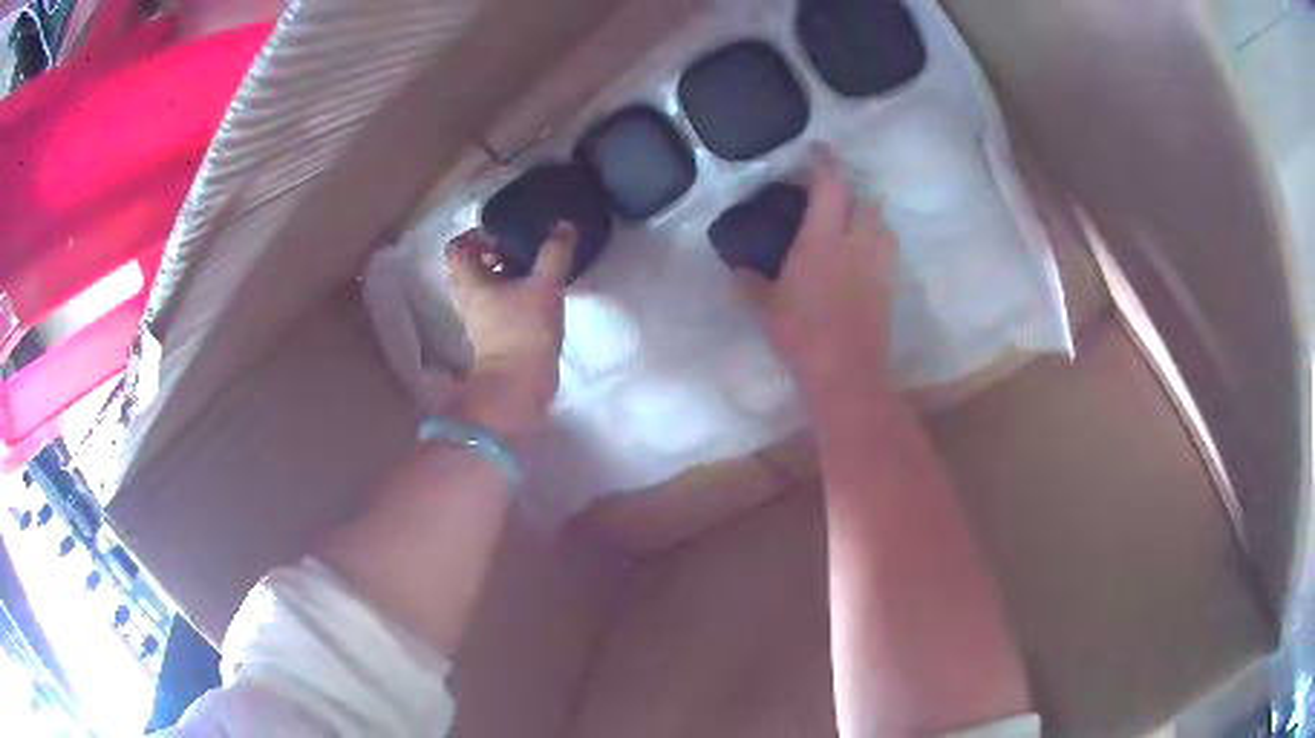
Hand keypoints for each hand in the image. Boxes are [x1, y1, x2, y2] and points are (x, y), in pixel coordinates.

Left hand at [444, 224, 576, 436]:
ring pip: (488, 286)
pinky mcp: (496, 336)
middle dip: (497, 253)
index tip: (504, 233)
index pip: (457, 249)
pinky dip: (516, 293)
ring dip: (508, 273)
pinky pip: (501, 304)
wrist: (519, 387)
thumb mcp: (544, 286)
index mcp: (471, 283)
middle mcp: (469, 299)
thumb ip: (555, 254)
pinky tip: (541, 292)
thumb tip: (565, 224)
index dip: (476, 235)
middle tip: (525, 248)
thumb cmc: (524, 332)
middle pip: (473, 266)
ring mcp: (481, 320)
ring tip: (537, 268)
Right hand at [738, 152, 899, 395]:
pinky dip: (878, 243)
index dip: (824, 166)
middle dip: (853, 190)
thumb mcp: (769, 309)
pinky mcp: (889, 288)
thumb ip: (752, 286)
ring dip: (870, 215)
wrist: (848, 372)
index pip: (830, 188)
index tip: (815, 155)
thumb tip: (736, 275)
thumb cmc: (803, 335)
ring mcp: (878, 265)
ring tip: (853, 222)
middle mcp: (857, 243)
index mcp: (823, 240)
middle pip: (867, 200)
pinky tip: (863, 255)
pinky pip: (888, 252)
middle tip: (835, 195)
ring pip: (883, 224)